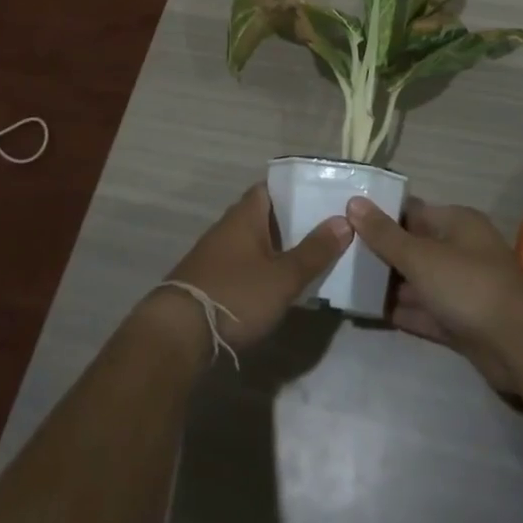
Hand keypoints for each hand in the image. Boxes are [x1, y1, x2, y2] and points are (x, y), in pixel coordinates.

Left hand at [139, 184, 352, 358]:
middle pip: (264, 215)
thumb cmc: (235, 294)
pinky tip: (278, 285)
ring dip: (277, 247)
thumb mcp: (283, 277)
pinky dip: (262, 268)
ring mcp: (215, 255)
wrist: (178, 334)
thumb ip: (314, 251)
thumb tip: (344, 220)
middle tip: (326, 230)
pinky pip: (243, 264)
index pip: (270, 188)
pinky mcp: (209, 281)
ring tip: (310, 258)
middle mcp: (228, 227)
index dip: (295, 190)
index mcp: (245, 215)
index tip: (321, 197)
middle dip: (292, 222)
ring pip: (254, 241)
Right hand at [346, 195, 522, 395]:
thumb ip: (385, 234)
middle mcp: (460, 250)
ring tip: (347, 285)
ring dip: (389, 285)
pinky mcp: (461, 323)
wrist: (520, 345)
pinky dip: (403, 312)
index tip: (345, 220)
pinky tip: (371, 313)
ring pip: (418, 282)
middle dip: (381, 253)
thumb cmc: (468, 285)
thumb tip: (354, 203)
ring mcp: (461, 289)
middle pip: (413, 247)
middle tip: (339, 255)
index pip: (411, 212)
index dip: (380, 215)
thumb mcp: (420, 256)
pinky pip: (425, 312)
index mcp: (456, 223)